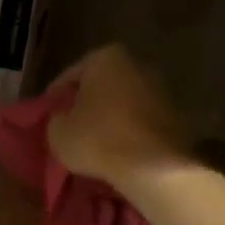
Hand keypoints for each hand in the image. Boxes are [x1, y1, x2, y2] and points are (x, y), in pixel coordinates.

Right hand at [45, 45, 190, 190]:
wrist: (152, 166)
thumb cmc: (97, 139)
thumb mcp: (57, 132)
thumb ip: (57, 118)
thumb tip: (64, 117)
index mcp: (106, 58)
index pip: (70, 76)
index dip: (55, 97)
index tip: (48, 115)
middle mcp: (137, 64)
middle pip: (101, 85)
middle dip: (87, 104)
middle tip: (71, 126)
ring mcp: (161, 89)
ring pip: (123, 103)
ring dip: (110, 118)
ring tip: (95, 142)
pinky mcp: (176, 115)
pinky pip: (141, 121)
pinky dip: (129, 131)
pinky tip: (118, 150)